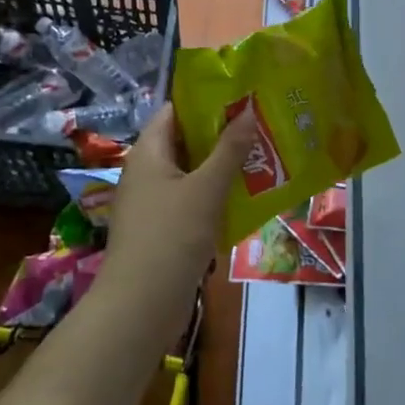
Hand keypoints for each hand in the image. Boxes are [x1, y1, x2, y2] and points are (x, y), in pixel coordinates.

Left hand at [104, 103, 254, 295]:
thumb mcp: (206, 189)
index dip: (206, 102)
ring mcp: (154, 203)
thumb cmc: (171, 236)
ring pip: (192, 175)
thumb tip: (248, 111)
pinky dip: (215, 198)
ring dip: (222, 169)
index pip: (174, 112)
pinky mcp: (163, 230)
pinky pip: (192, 202)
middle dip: (221, 137)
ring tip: (263, 159)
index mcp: (148, 153)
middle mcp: (147, 172)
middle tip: (262, 128)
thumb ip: (229, 150)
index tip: (242, 98)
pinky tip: (246, 200)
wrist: (141, 305)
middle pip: (185, 143)